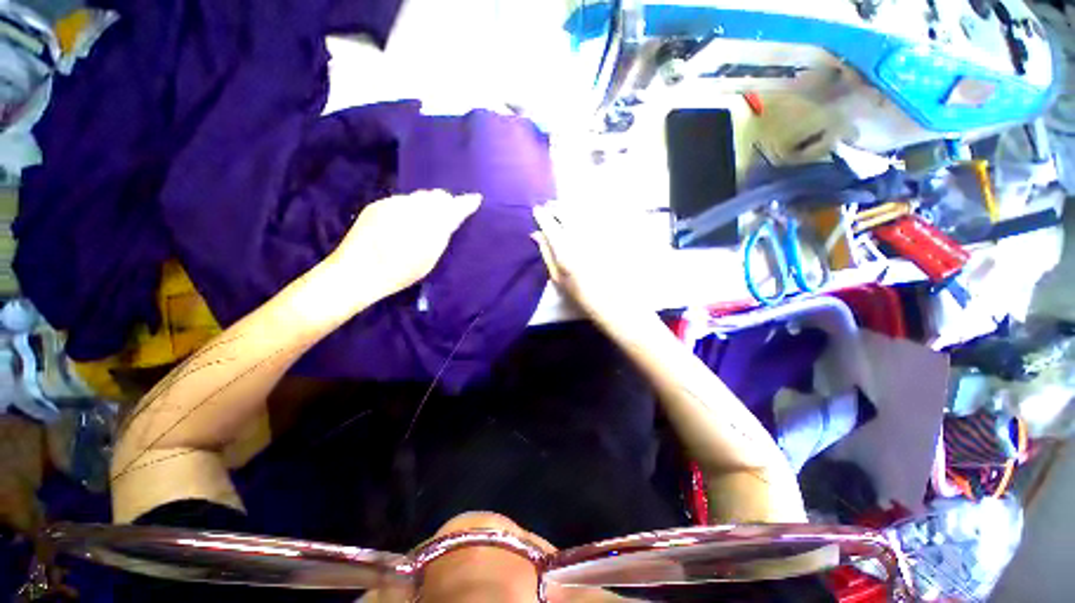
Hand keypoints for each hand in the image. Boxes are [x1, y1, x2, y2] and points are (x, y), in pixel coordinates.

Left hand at [329, 190, 480, 296]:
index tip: (476, 199)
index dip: (465, 202)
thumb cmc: (401, 272)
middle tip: (449, 216)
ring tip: (426, 220)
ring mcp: (392, 203)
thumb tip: (454, 213)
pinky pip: (402, 200)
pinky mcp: (377, 205)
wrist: (357, 272)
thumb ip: (444, 231)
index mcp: (429, 222)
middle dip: (445, 203)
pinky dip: (410, 208)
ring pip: (419, 197)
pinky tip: (405, 223)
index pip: (453, 205)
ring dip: (427, 205)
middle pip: (436, 196)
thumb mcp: (430, 257)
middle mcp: (411, 206)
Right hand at [531, 205, 644, 323]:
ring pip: (580, 211)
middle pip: (565, 212)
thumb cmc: (579, 291)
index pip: (549, 224)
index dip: (541, 215)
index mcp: (564, 249)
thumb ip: (546, 252)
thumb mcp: (557, 276)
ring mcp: (596, 233)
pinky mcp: (608, 233)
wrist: (610, 299)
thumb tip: (535, 234)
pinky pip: (595, 215)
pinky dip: (585, 211)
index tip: (536, 210)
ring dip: (568, 206)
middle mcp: (580, 236)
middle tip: (549, 206)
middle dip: (555, 206)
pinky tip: (581, 213)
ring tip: (562, 207)